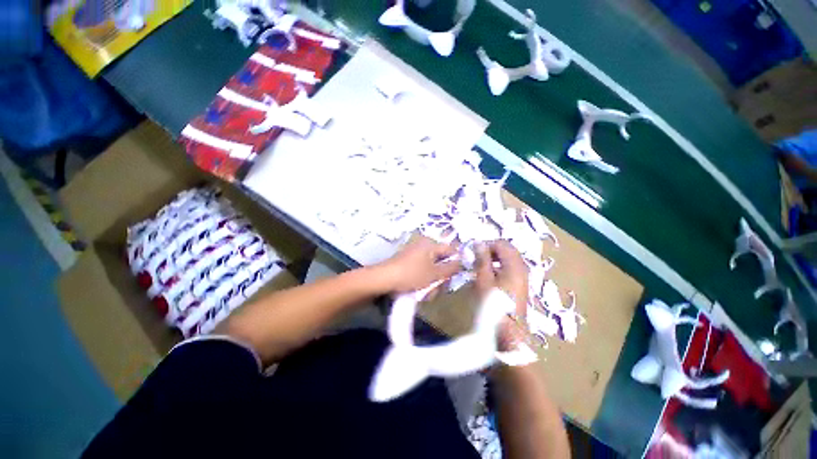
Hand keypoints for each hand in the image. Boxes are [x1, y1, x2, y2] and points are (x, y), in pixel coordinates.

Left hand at [375, 236, 460, 292]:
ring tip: (427, 293)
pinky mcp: (408, 262)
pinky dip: (423, 280)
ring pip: (432, 268)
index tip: (456, 275)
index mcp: (431, 244)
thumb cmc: (412, 274)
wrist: (384, 279)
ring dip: (432, 281)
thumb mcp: (435, 273)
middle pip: (441, 260)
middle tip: (439, 287)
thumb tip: (461, 263)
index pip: (451, 249)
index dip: (456, 262)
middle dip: (442, 276)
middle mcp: (423, 246)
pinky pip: (422, 270)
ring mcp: (415, 254)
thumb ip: (451, 268)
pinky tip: (420, 291)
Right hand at [474, 241, 528, 351]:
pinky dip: (500, 266)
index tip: (474, 253)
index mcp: (514, 265)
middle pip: (508, 249)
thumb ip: (482, 259)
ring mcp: (523, 276)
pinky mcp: (520, 284)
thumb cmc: (493, 304)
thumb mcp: (484, 279)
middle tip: (478, 258)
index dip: (487, 245)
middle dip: (492, 250)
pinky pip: (511, 267)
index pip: (502, 244)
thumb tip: (478, 242)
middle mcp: (522, 268)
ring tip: (482, 266)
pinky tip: (490, 275)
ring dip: (495, 258)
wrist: (508, 331)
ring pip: (509, 258)